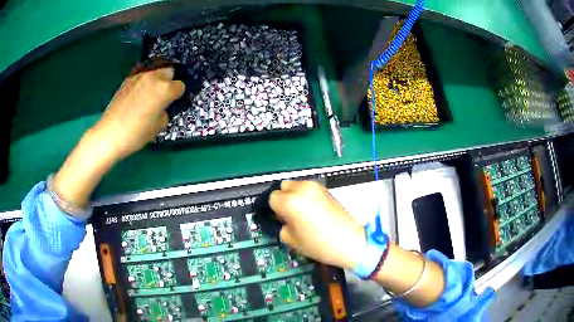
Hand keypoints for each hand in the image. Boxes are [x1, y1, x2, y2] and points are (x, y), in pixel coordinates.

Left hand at [91, 67, 184, 160]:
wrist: (110, 134)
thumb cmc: (136, 134)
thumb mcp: (158, 127)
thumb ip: (164, 112)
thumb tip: (162, 107)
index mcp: (165, 90)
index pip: (180, 86)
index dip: (177, 95)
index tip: (172, 103)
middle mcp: (154, 78)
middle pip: (169, 71)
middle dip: (169, 82)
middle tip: (162, 96)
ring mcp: (139, 76)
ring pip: (155, 71)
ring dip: (156, 80)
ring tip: (150, 94)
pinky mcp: (127, 79)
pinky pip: (141, 75)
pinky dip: (143, 81)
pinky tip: (138, 94)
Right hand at [269, 181, 365, 268]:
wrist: (349, 241)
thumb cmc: (319, 244)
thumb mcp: (292, 240)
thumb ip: (281, 225)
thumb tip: (282, 219)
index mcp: (291, 201)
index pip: (272, 199)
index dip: (275, 210)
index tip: (281, 220)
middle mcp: (302, 189)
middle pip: (283, 187)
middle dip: (283, 200)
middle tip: (290, 216)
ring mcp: (315, 187)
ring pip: (295, 185)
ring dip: (294, 196)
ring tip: (303, 213)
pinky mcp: (326, 189)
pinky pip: (307, 188)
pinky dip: (305, 196)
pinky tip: (313, 210)